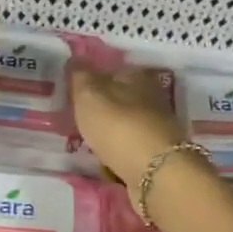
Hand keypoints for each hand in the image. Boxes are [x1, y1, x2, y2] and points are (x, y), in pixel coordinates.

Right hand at [73, 67, 184, 186]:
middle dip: (102, 111)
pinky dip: (117, 157)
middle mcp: (151, 100)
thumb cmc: (119, 127)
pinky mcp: (157, 159)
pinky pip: (129, 153)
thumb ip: (80, 77)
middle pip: (121, 101)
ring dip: (109, 136)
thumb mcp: (90, 96)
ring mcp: (156, 131)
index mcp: (137, 79)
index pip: (113, 72)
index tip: (75, 95)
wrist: (156, 174)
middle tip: (78, 122)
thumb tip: (75, 58)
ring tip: (87, 145)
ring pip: (126, 128)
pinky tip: (104, 164)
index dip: (93, 82)